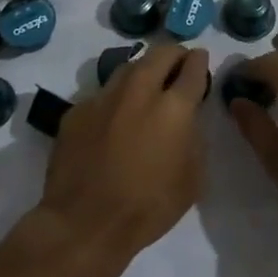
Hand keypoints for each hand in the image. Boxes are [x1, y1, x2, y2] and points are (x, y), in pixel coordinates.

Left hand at [37, 43, 209, 276]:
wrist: (85, 223)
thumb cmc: (148, 207)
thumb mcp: (192, 179)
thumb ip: (194, 139)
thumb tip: (187, 120)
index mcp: (174, 107)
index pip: (192, 67)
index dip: (199, 61)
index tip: (200, 60)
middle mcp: (139, 91)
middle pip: (160, 53)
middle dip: (173, 54)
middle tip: (177, 66)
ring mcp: (103, 97)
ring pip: (128, 67)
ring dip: (143, 71)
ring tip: (146, 87)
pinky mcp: (76, 110)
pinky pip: (102, 95)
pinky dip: (114, 100)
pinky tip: (113, 120)